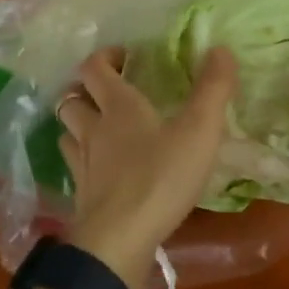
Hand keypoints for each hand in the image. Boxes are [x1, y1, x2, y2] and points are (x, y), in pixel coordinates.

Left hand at [56, 46, 236, 288]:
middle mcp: (93, 128)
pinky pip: (73, 165)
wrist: (119, 240)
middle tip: (110, 92)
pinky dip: (82, 158)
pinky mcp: (81, 194)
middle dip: (85, 89)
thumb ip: (213, 89)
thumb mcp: (199, 130)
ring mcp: (82, 163)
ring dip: (79, 122)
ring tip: (101, 126)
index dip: (104, 57)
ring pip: (67, 131)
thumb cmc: (161, 178)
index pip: (93, 68)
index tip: (125, 58)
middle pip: (72, 98)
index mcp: (118, 106)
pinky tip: (100, 168)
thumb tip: (220, 49)